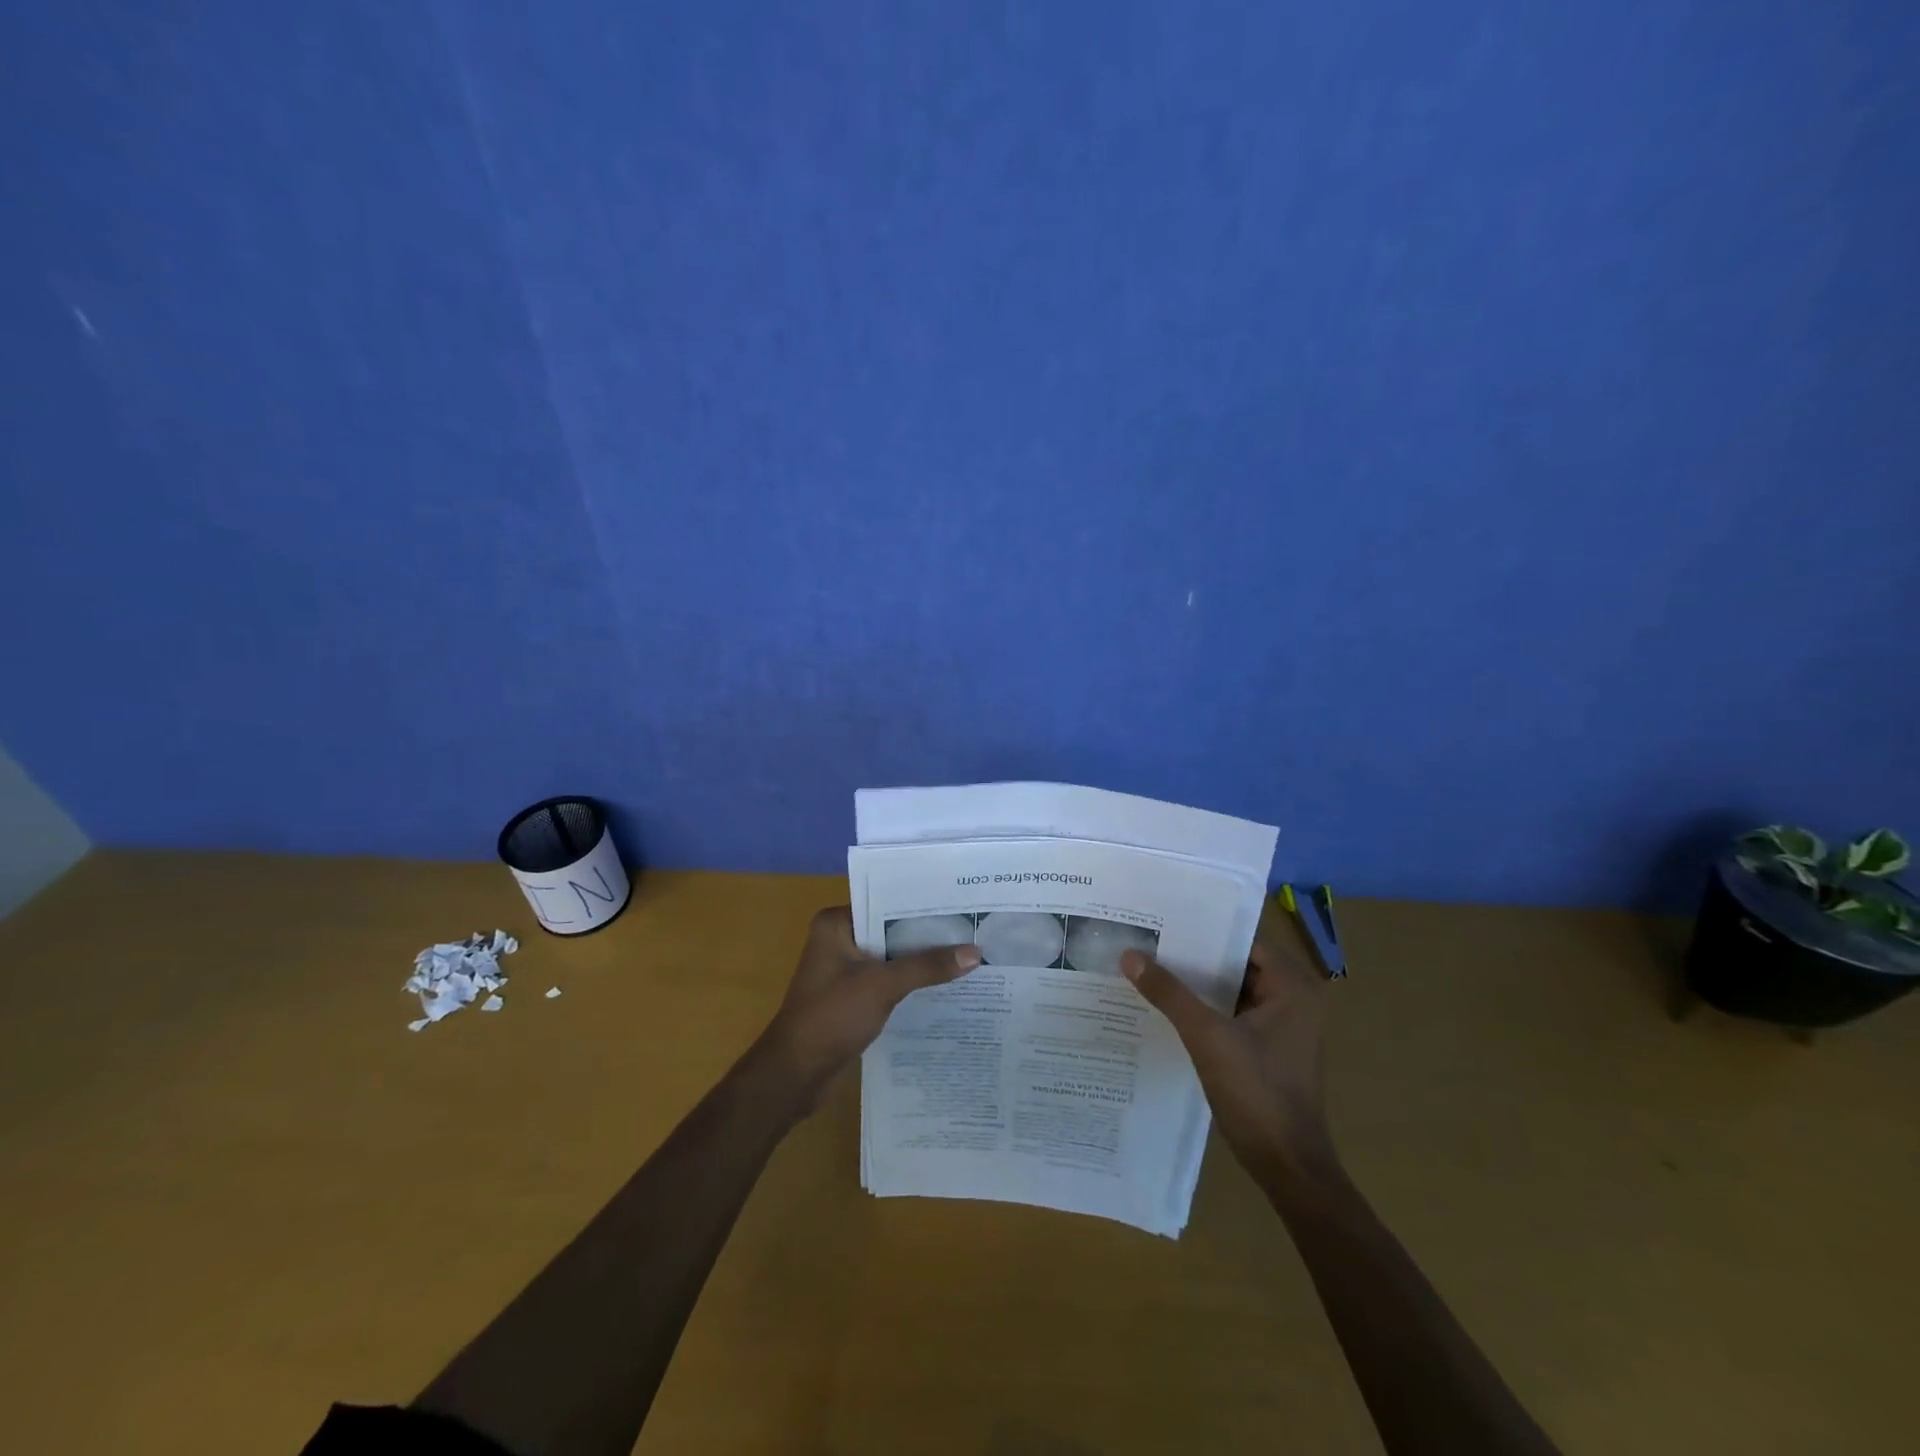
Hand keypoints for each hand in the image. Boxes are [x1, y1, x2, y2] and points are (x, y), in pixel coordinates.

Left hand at [756, 907, 981, 1107]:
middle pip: (892, 930)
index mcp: (836, 924)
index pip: (886, 903)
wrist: (796, 1074)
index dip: (923, 906)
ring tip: (969, 954)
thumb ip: (927, 966)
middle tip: (974, 930)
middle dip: (928, 935)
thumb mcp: (882, 985)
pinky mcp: (853, 995)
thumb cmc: (831, 1016)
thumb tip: (975, 953)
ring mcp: (845, 969)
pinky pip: (889, 979)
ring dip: (922, 961)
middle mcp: (839, 939)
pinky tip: (946, 985)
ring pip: (893, 957)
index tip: (962, 905)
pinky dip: (912, 982)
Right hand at [1121, 936, 1335, 1182]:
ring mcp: (1282, 1028)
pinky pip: (1232, 1016)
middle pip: (1236, 965)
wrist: (1287, 1167)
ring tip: (1150, 968)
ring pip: (1232, 992)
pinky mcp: (1268, 1051)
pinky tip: (1166, 1008)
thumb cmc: (1257, 1092)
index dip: (1204, 931)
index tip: (1164, 923)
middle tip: (1149, 942)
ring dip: (1197, 986)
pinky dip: (1204, 1011)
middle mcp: (1293, 1001)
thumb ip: (1170, 993)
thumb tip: (1130, 955)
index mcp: (1293, 988)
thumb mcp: (1208, 1037)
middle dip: (1194, 957)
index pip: (1243, 942)